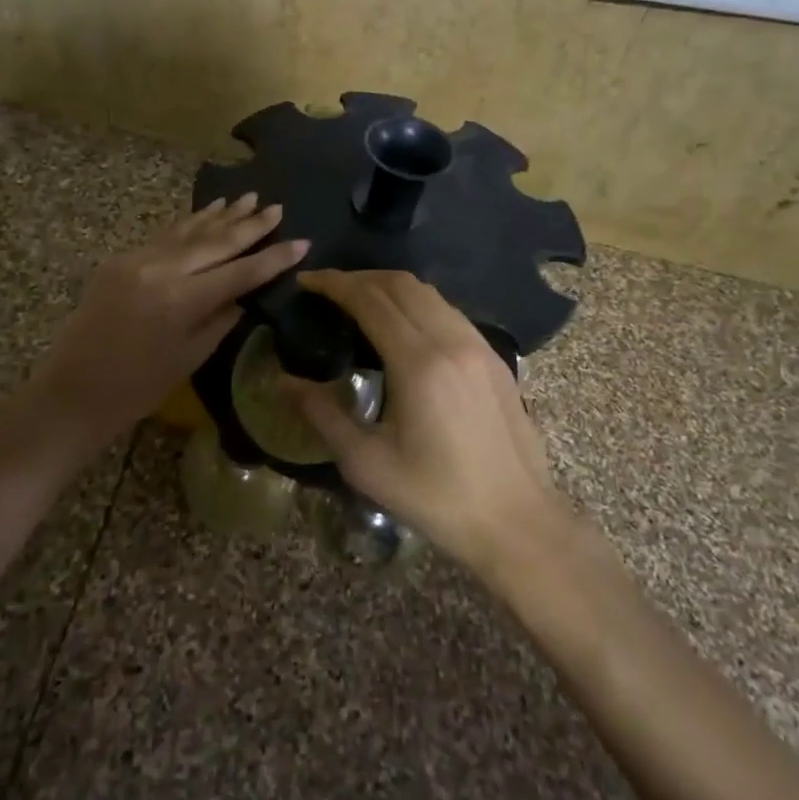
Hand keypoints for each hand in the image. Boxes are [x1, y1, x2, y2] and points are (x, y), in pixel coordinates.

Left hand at [20, 196, 307, 458]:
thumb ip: (221, 317)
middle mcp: (162, 270)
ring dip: (221, 215)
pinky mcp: (121, 259)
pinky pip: (165, 236)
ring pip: (189, 230)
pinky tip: (208, 211)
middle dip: (250, 225)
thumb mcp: (190, 356)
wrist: (74, 389)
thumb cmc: (138, 387)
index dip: (273, 258)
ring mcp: (138, 259)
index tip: (302, 242)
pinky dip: (189, 223)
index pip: (240, 272)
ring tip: (248, 198)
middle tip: (277, 208)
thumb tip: (243, 292)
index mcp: (183, 300)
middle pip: (217, 241)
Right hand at [285, 270, 562, 574]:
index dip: (335, 284)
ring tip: (361, 302)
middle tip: (328, 290)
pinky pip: (449, 311)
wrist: (516, 521)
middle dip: (359, 278)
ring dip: (390, 286)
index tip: (306, 281)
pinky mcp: (495, 357)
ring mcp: (479, 345)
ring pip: (429, 293)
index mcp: (418, 362)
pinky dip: (418, 303)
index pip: (370, 299)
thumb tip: (282, 382)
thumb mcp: (367, 464)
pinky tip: (404, 327)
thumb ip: (322, 414)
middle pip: (400, 284)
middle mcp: (451, 340)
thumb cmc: (436, 497)